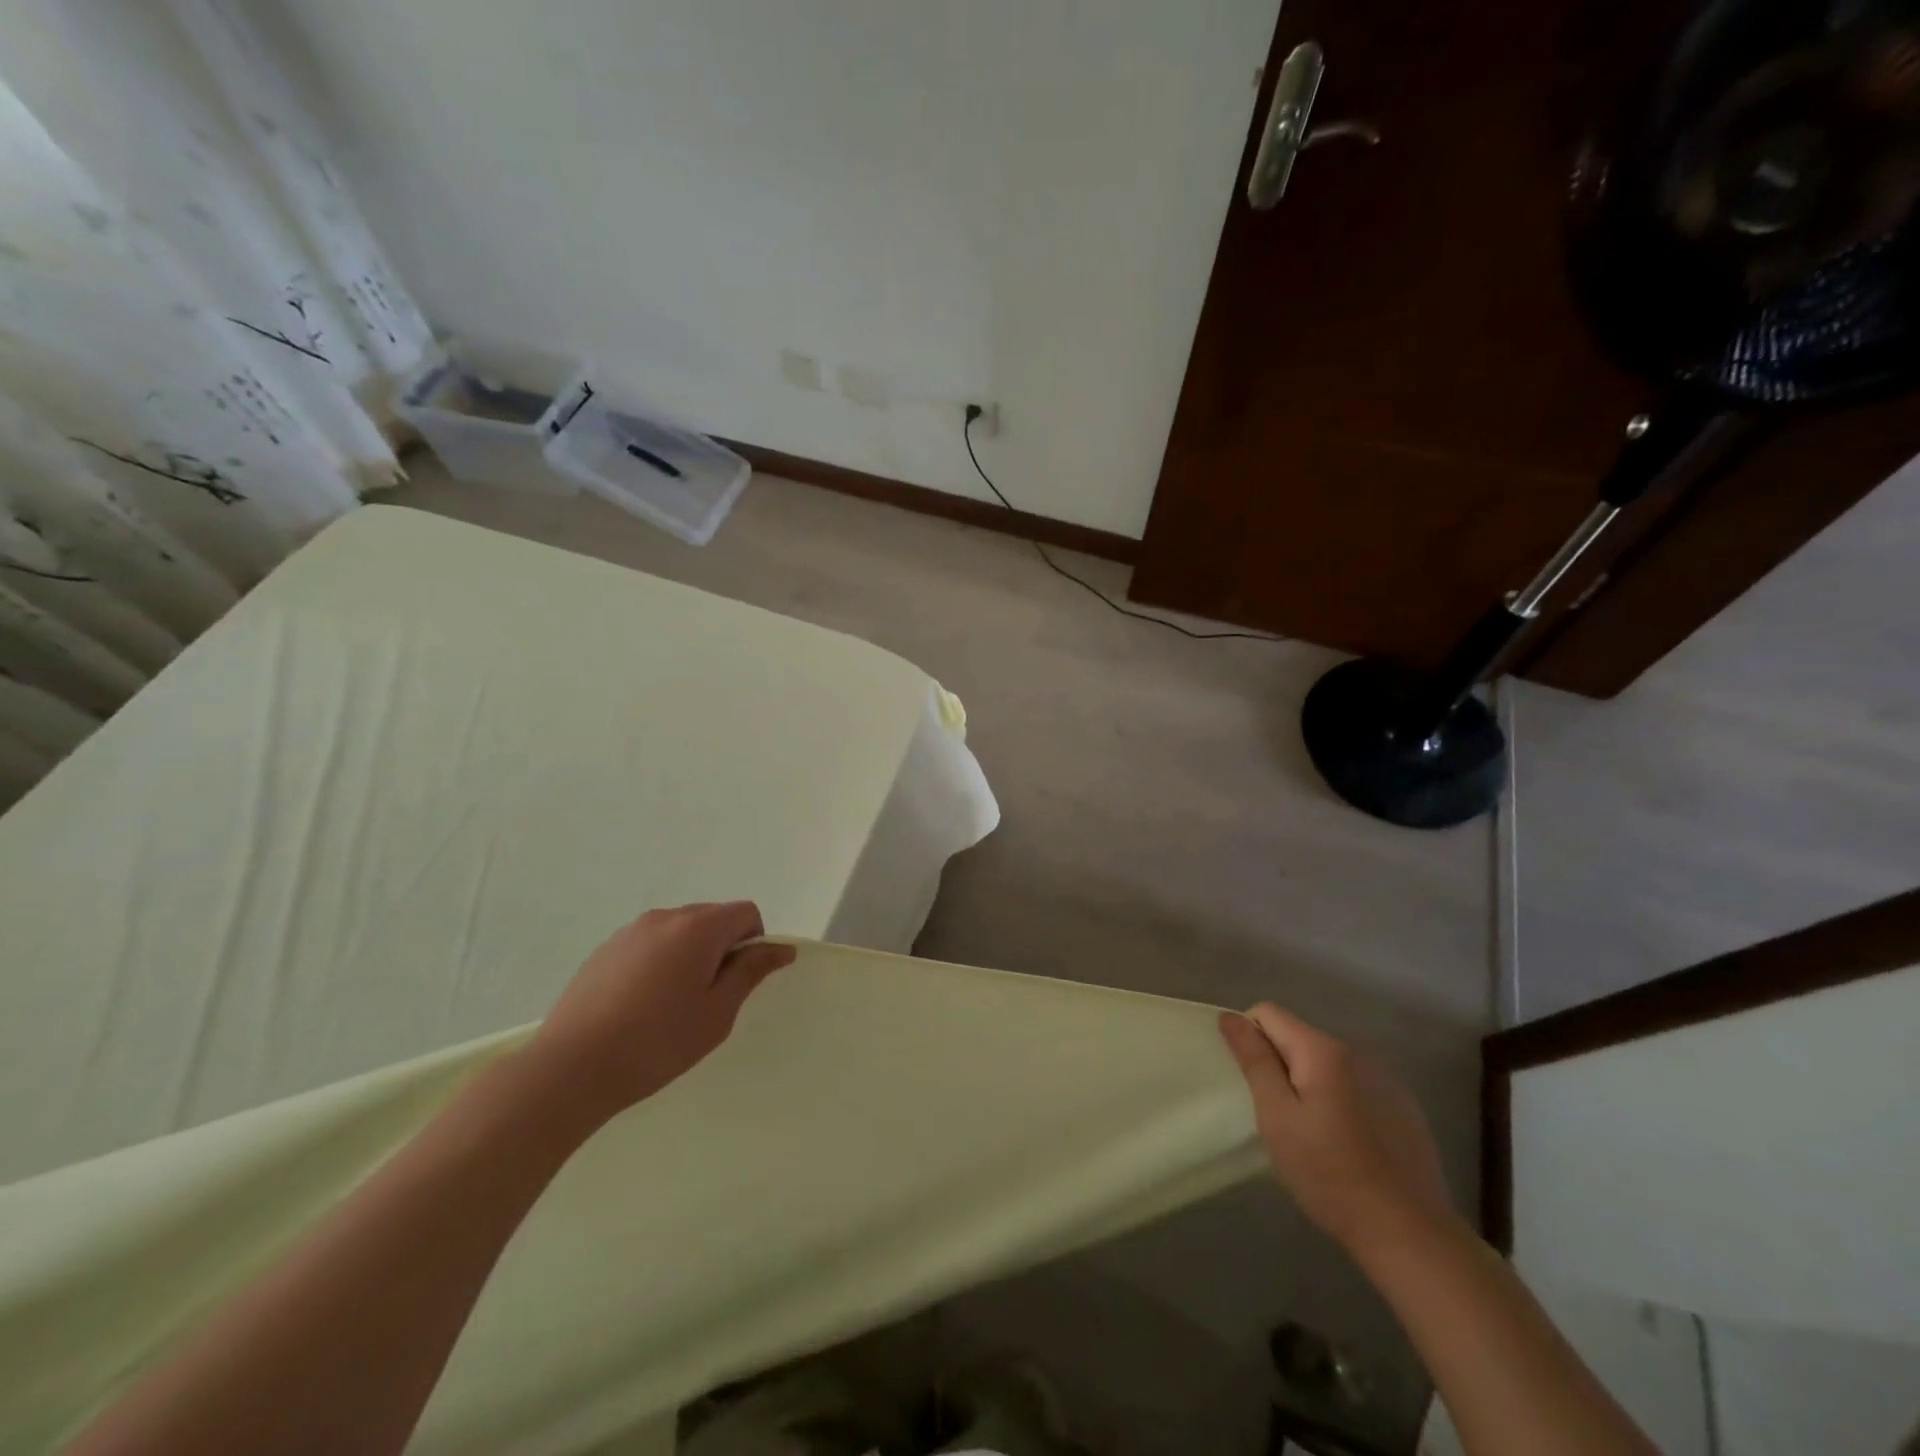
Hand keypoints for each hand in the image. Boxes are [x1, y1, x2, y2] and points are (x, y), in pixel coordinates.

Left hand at [524, 902, 794, 1128]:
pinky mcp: (604, 950)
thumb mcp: (717, 1013)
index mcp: (698, 928)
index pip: (745, 912)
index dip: (754, 942)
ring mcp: (630, 932)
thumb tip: (780, 948)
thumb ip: (750, 972)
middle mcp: (665, 917)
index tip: (738, 982)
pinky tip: (640, 1006)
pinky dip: (659, 963)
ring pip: (678, 931)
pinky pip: (648, 944)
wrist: (570, 1068)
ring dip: (689, 955)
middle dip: (721, 948)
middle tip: (709, 998)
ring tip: (671, 1005)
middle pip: (712, 917)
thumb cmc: (657, 1042)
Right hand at [1219, 1004, 1454, 1257]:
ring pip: (1325, 1062)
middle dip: (1280, 1065)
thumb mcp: (1277, 1117)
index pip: (1268, 1013)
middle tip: (1279, 1116)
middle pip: (1298, 1036)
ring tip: (1313, 1133)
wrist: (1410, 1234)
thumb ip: (1255, 1061)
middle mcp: (1357, 1051)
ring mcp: (1385, 1078)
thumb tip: (1231, 1017)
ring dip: (1309, 1083)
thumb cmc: (1330, 1174)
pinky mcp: (1404, 1106)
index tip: (1252, 1084)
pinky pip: (1354, 1084)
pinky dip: (1339, 1100)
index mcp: (1323, 1049)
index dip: (1249, 1039)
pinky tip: (1347, 1142)